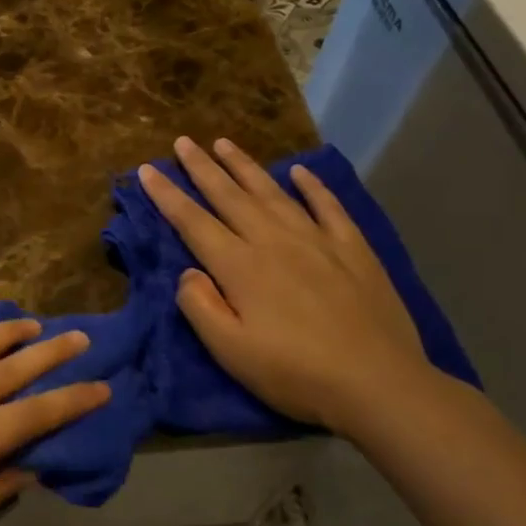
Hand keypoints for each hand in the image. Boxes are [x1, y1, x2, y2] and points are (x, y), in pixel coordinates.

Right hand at [139, 136, 434, 432]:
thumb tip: (188, 272)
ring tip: (224, 143)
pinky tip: (300, 171)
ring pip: (273, 193)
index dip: (167, 195)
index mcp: (240, 266)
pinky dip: (312, 186)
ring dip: (245, 166)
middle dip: (202, 168)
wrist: (378, 384)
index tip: (147, 169)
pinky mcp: (354, 250)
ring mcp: (317, 241)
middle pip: (230, 196)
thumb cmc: (294, 373)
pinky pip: (329, 207)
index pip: (193, 222)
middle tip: (183, 142)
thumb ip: (200, 306)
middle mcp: (274, 241)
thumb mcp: (230, 350)